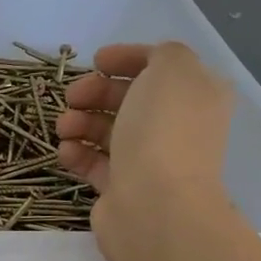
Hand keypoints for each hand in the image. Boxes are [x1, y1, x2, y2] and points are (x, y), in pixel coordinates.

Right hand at [55, 41, 235, 246]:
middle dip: (96, 93)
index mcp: (197, 97)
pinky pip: (96, 164)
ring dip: (80, 122)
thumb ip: (162, 54)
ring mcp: (150, 161)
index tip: (96, 61)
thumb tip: (147, 67)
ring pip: (109, 131)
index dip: (127, 59)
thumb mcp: (172, 70)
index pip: (160, 68)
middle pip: (129, 99)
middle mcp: (177, 127)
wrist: (155, 206)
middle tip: (72, 96)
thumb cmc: (162, 132)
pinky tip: (66, 152)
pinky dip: (78, 154)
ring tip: (64, 128)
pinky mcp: (124, 189)